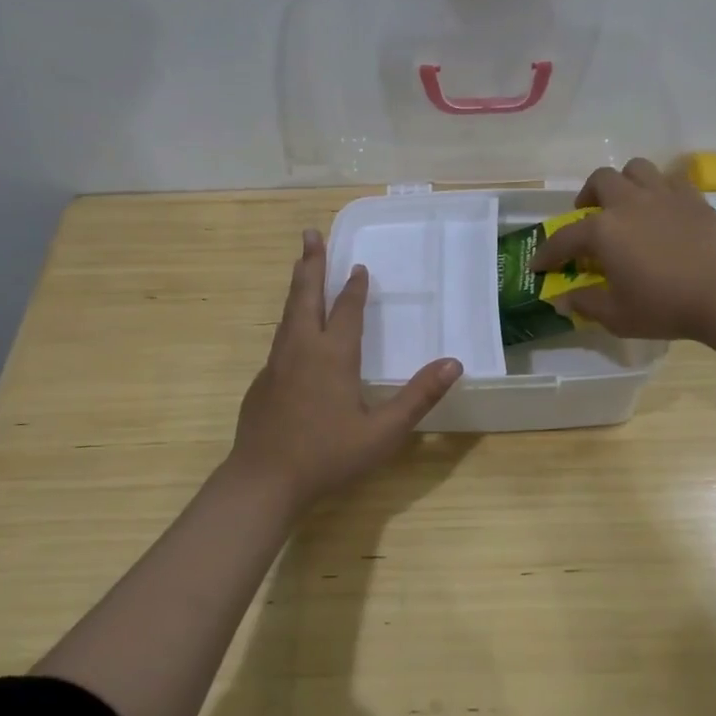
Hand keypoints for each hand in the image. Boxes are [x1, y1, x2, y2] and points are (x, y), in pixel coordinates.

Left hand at [226, 228, 462, 511]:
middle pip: (305, 296)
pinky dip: (289, 318)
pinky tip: (293, 330)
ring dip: (297, 286)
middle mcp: (301, 350)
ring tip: (301, 266)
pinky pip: (280, 338)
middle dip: (310, 263)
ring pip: (288, 314)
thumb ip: (418, 397)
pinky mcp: (262, 382)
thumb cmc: (328, 456)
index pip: (345, 310)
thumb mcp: (383, 432)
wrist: (263, 481)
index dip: (353, 287)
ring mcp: (276, 365)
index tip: (358, 266)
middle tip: (309, 234)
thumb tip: (453, 364)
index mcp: (332, 356)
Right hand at [530, 159, 715, 341]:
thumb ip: (585, 303)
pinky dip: (658, 190)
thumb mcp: (617, 315)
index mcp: (603, 230)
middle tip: (588, 218)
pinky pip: (669, 180)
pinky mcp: (693, 198)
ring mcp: (663, 195)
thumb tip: (561, 299)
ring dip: (624, 183)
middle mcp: (628, 202)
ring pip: (635, 169)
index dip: (548, 253)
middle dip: (587, 197)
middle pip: (600, 181)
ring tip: (625, 204)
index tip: (538, 265)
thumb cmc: (665, 306)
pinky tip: (661, 210)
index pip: (564, 238)